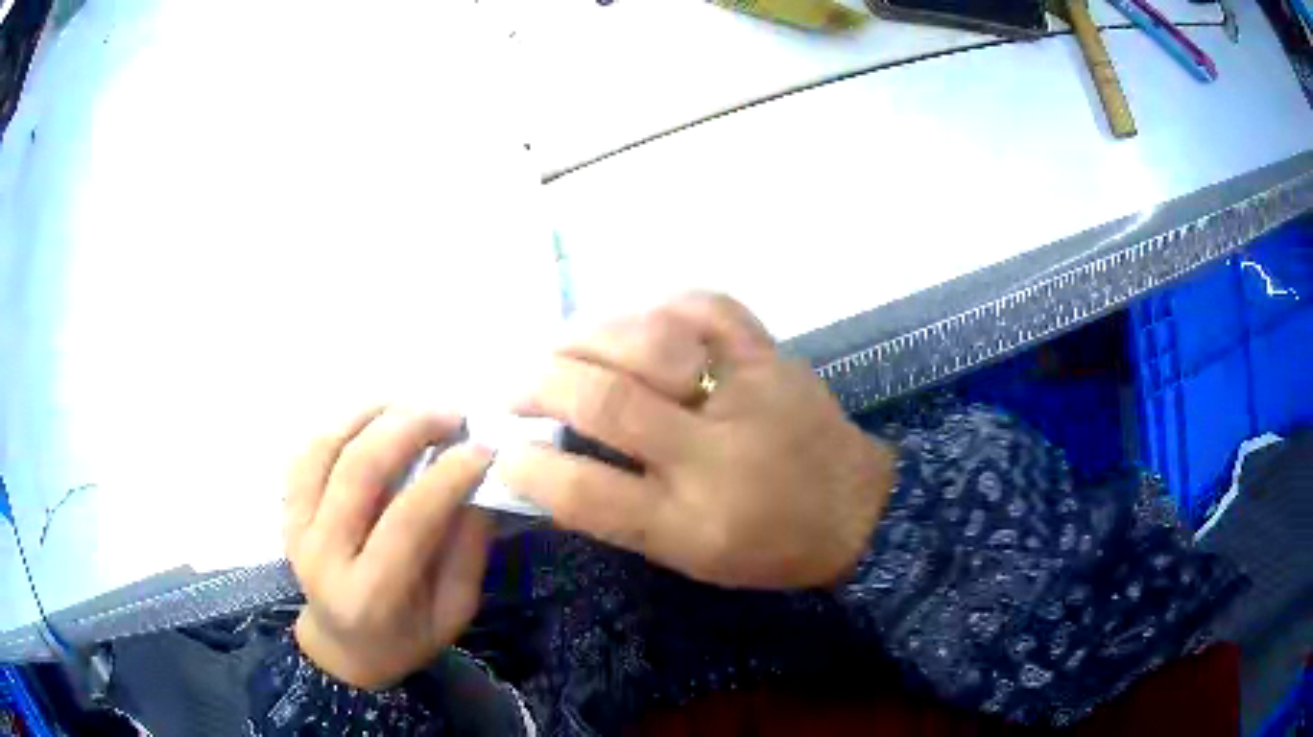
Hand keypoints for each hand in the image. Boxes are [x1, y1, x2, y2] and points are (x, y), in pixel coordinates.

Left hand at [284, 407, 493, 689]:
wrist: (343, 647)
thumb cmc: (406, 637)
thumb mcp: (453, 610)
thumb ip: (467, 549)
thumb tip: (483, 482)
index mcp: (370, 595)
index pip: (407, 520)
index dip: (447, 476)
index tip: (483, 447)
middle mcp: (324, 557)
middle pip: (359, 471)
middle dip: (409, 428)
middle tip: (450, 414)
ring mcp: (297, 529)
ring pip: (326, 449)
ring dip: (372, 416)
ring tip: (413, 406)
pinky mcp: (287, 511)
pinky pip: (307, 453)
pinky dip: (340, 425)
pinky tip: (372, 419)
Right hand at [498, 294, 895, 589]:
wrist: (855, 509)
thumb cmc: (767, 546)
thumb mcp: (687, 555)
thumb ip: (618, 511)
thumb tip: (547, 459)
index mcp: (692, 523)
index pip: (590, 494)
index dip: (531, 469)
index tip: (501, 450)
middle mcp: (716, 454)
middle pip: (609, 403)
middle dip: (540, 385)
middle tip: (510, 386)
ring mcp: (748, 392)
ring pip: (652, 341)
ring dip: (586, 337)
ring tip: (560, 348)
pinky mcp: (771, 353)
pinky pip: (707, 305)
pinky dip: (658, 304)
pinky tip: (633, 321)